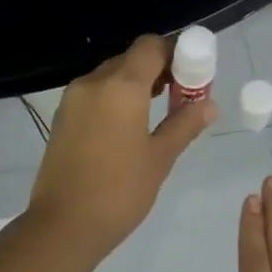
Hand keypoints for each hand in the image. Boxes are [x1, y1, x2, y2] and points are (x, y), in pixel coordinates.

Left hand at [28, 34, 217, 259]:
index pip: (151, 46)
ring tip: (158, 112)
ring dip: (135, 84)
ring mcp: (73, 100)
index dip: (176, 52)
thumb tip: (209, 105)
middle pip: (130, 59)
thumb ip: (184, 125)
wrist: (64, 225)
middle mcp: (93, 82)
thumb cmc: (120, 191)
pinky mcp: (62, 118)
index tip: (193, 74)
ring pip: (110, 76)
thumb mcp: (159, 158)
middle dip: (158, 69)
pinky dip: (115, 99)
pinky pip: (94, 94)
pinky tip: (129, 126)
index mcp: (121, 86)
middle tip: (181, 96)